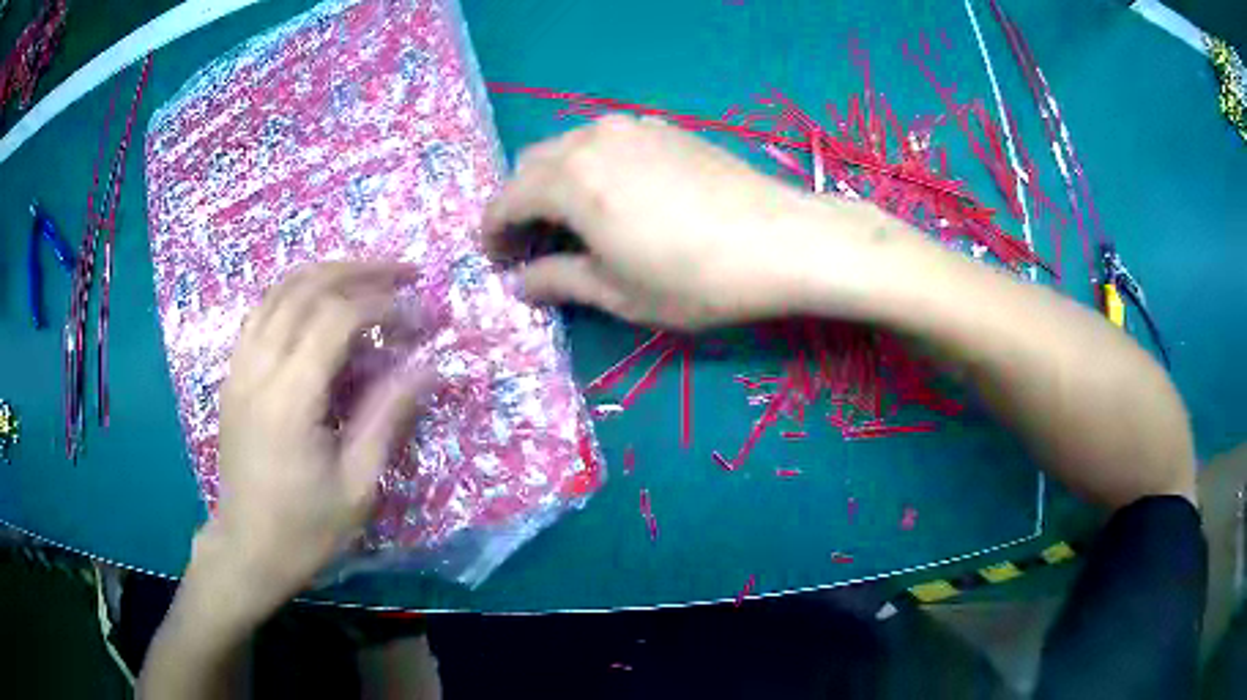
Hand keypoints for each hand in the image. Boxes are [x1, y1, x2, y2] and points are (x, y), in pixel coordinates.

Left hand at [204, 262, 437, 615]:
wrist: (247, 549)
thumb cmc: (306, 529)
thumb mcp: (357, 485)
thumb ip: (389, 417)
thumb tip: (428, 367)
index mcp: (289, 399)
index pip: (337, 318)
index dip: (384, 305)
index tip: (421, 314)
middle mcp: (258, 368)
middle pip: (306, 287)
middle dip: (360, 271)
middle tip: (403, 272)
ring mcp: (239, 367)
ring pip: (279, 290)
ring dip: (326, 273)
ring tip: (367, 276)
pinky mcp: (233, 374)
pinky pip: (262, 311)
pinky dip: (295, 293)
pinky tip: (319, 302)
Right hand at [484, 115, 864, 329]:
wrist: (781, 239)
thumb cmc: (695, 278)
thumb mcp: (618, 292)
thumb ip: (559, 280)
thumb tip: (520, 282)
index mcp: (570, 181)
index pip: (505, 199)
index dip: (493, 232)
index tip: (497, 261)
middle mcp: (591, 140)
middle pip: (531, 165)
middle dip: (519, 204)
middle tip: (532, 246)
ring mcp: (631, 127)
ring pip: (567, 147)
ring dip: (553, 182)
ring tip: (571, 222)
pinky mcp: (663, 128)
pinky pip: (604, 141)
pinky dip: (589, 166)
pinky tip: (614, 196)